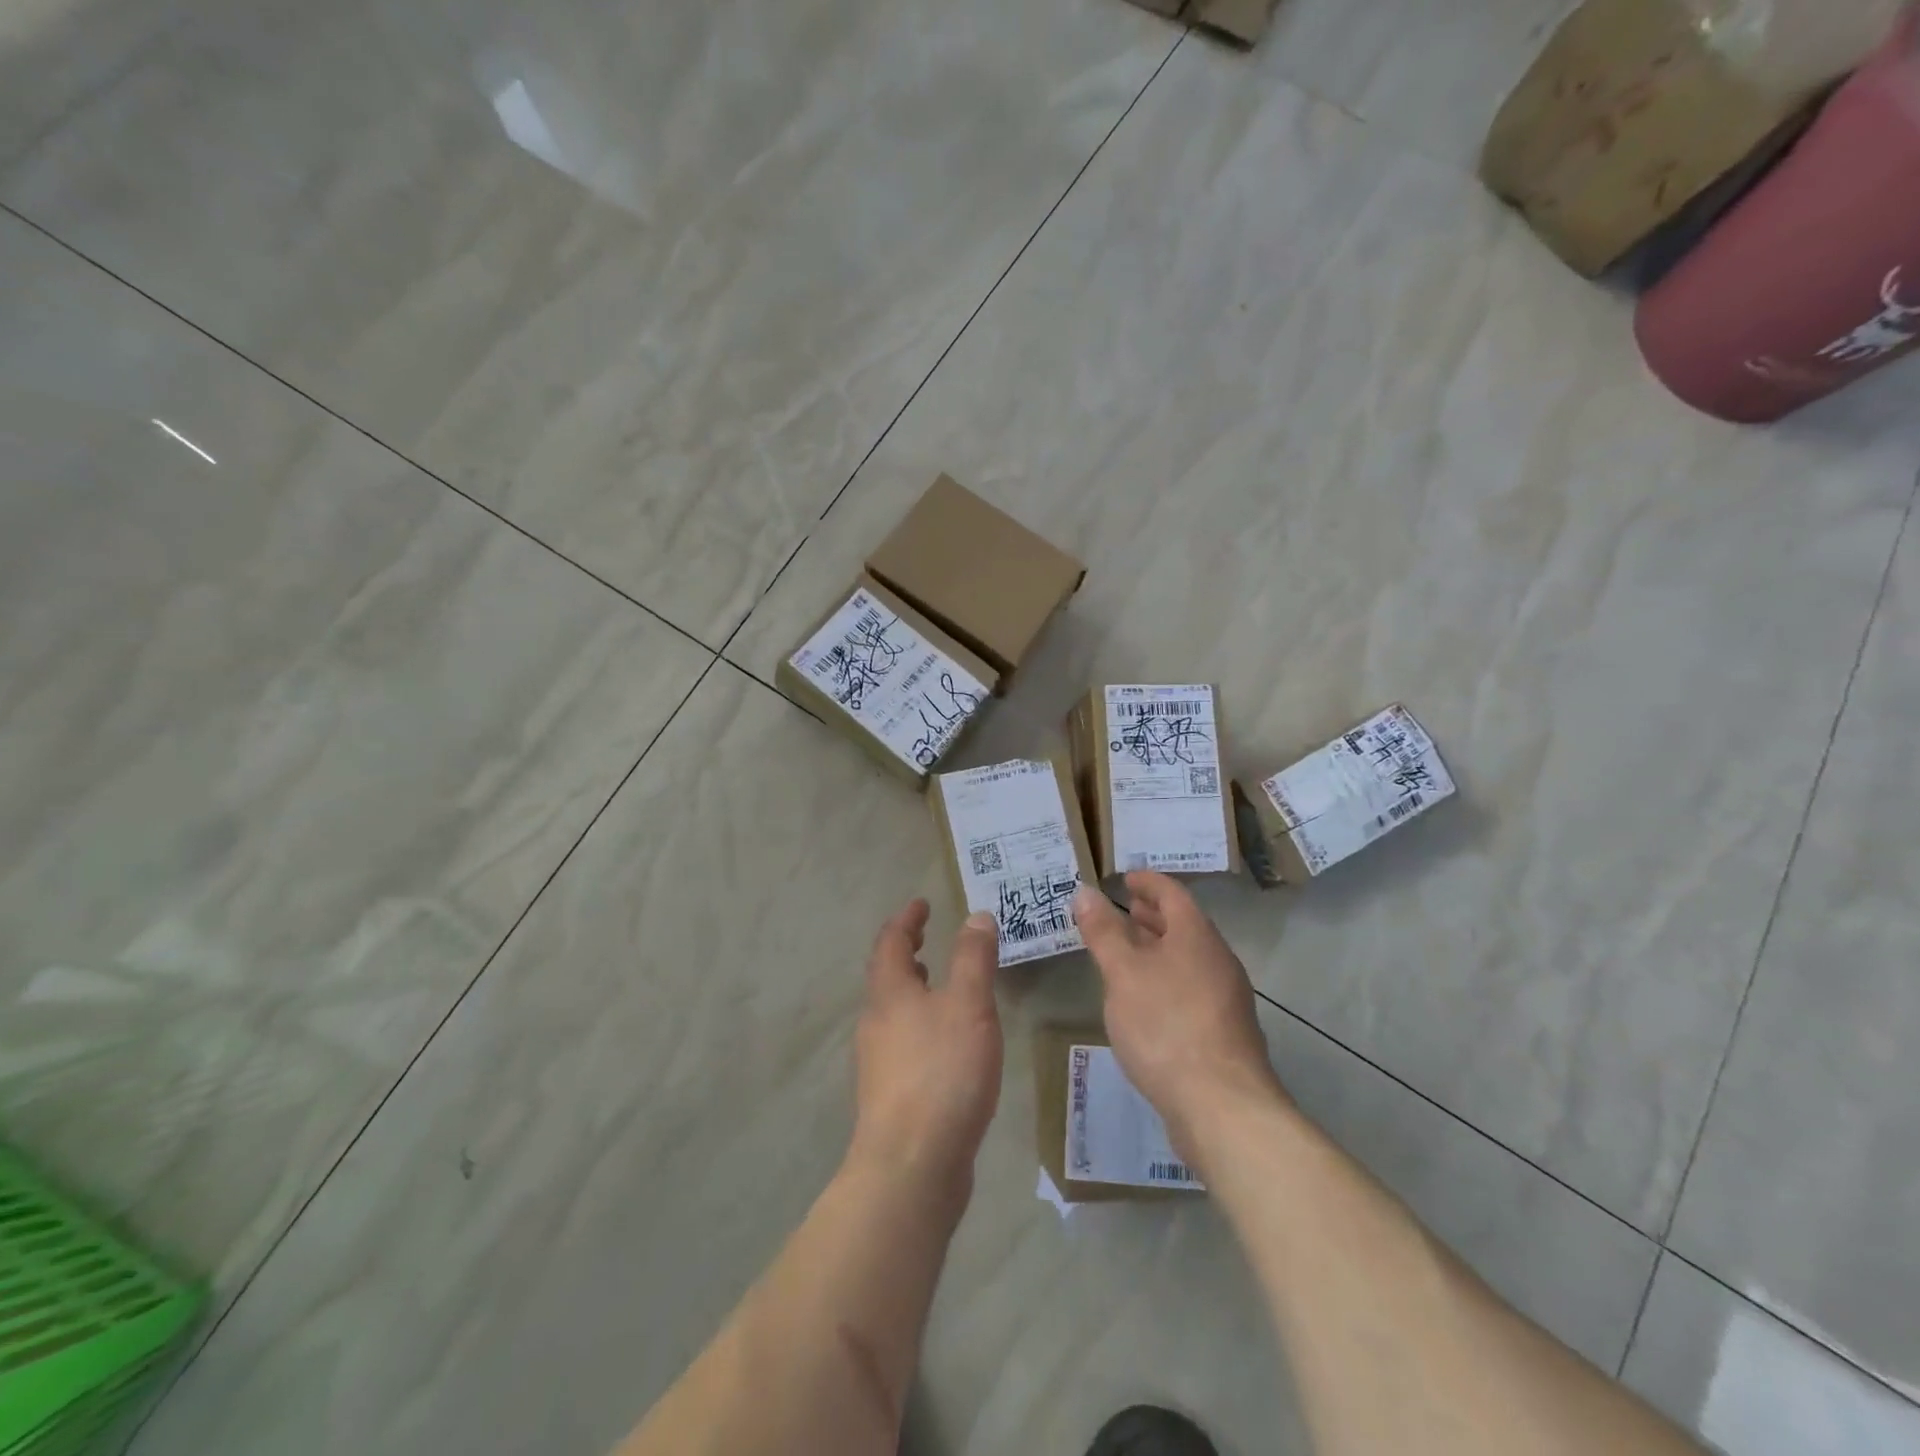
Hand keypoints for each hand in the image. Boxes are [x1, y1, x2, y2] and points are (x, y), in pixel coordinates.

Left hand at [849, 901, 1002, 1194]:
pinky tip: (945, 1042)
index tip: (921, 903)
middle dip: (906, 953)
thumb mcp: (968, 1005)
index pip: (891, 942)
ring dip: (912, 989)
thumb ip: (973, 958)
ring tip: (936, 983)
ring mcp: (879, 1061)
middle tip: (927, 938)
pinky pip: (903, 1042)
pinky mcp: (890, 1095)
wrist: (911, 1165)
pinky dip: (920, 1023)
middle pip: (886, 976)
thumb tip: (976, 916)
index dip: (907, 919)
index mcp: (890, 993)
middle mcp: (876, 1022)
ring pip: (893, 1011)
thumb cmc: (942, 1072)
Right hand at [1073, 874, 1285, 1155]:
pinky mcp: (1224, 1033)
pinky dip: (1167, 979)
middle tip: (1124, 910)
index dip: (1148, 882)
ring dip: (1159, 949)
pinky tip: (1146, 1002)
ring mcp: (1226, 999)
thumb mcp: (1122, 973)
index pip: (1173, 894)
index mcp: (1197, 936)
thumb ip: (1103, 931)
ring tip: (1128, 954)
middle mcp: (1218, 960)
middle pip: (1184, 926)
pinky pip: (1192, 988)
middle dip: (1153, 916)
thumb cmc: (1166, 1026)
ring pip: (1188, 959)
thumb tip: (1085, 891)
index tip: (1125, 878)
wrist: (1222, 1106)